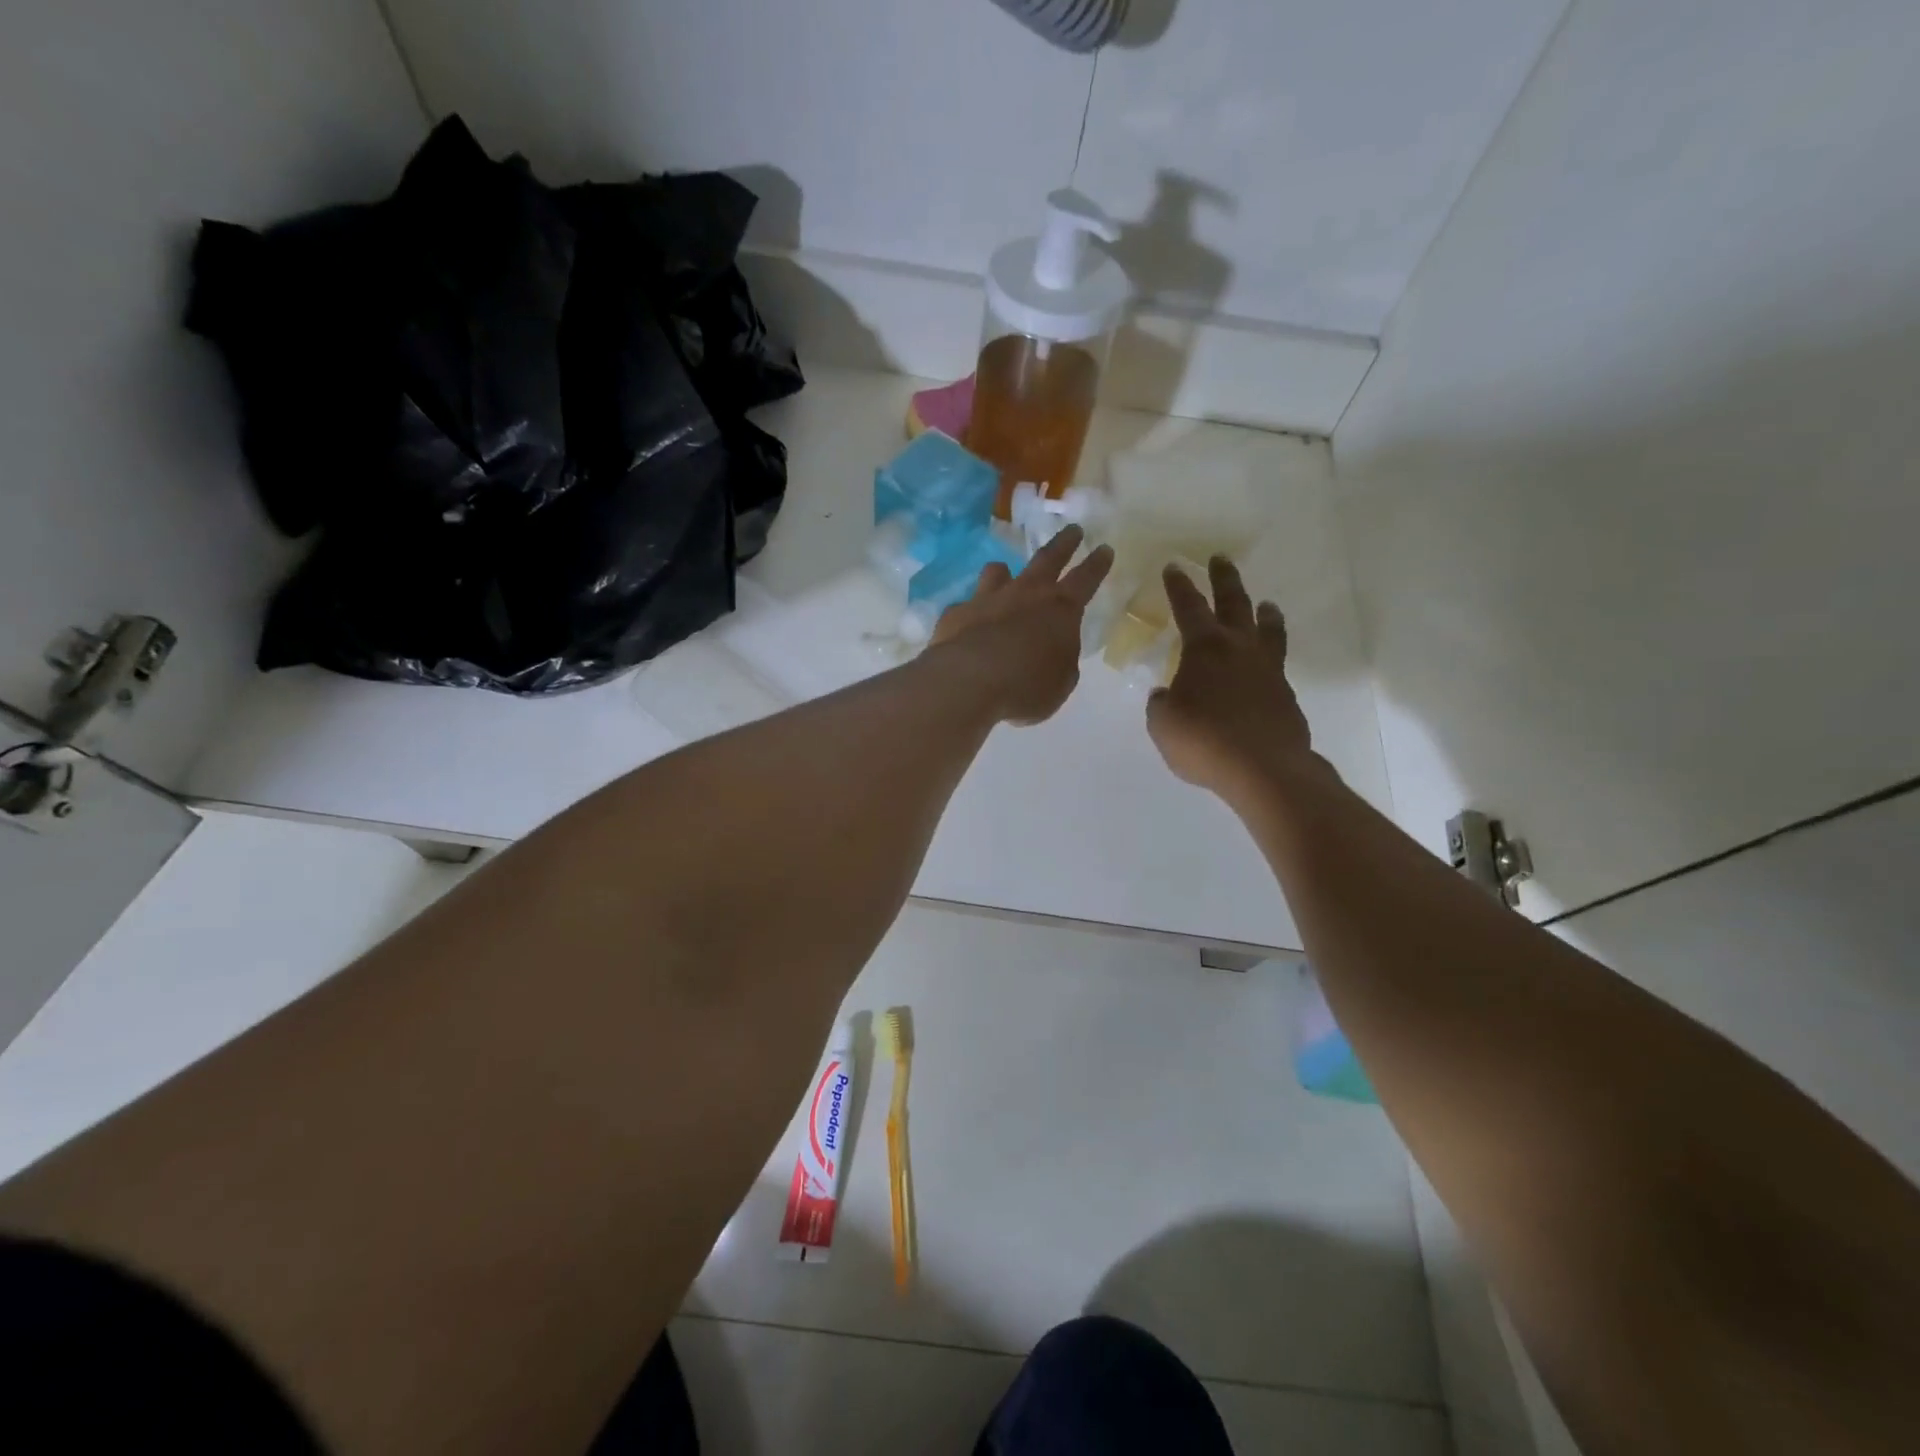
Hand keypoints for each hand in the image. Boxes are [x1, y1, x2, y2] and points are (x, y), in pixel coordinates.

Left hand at [928, 525, 1114, 725]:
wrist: (970, 681)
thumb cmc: (1027, 686)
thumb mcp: (1060, 682)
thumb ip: (1060, 660)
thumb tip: (1051, 650)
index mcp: (1061, 610)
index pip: (1086, 579)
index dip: (1097, 565)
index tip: (1105, 548)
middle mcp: (1025, 594)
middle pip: (1048, 559)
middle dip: (1064, 543)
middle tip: (1072, 530)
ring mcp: (988, 598)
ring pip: (999, 572)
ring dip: (1005, 573)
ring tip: (1005, 572)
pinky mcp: (957, 613)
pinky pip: (967, 606)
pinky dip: (971, 612)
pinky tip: (968, 623)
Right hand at [1147, 557, 1321, 801]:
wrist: (1263, 769)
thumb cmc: (1204, 741)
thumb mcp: (1163, 724)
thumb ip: (1162, 704)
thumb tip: (1167, 695)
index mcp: (1204, 648)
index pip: (1188, 607)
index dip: (1179, 586)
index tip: (1174, 566)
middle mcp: (1239, 648)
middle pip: (1234, 602)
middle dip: (1224, 579)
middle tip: (1220, 560)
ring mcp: (1267, 669)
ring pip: (1267, 629)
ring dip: (1263, 612)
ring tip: (1265, 604)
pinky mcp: (1284, 693)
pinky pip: (1276, 662)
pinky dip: (1270, 653)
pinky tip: (1264, 663)